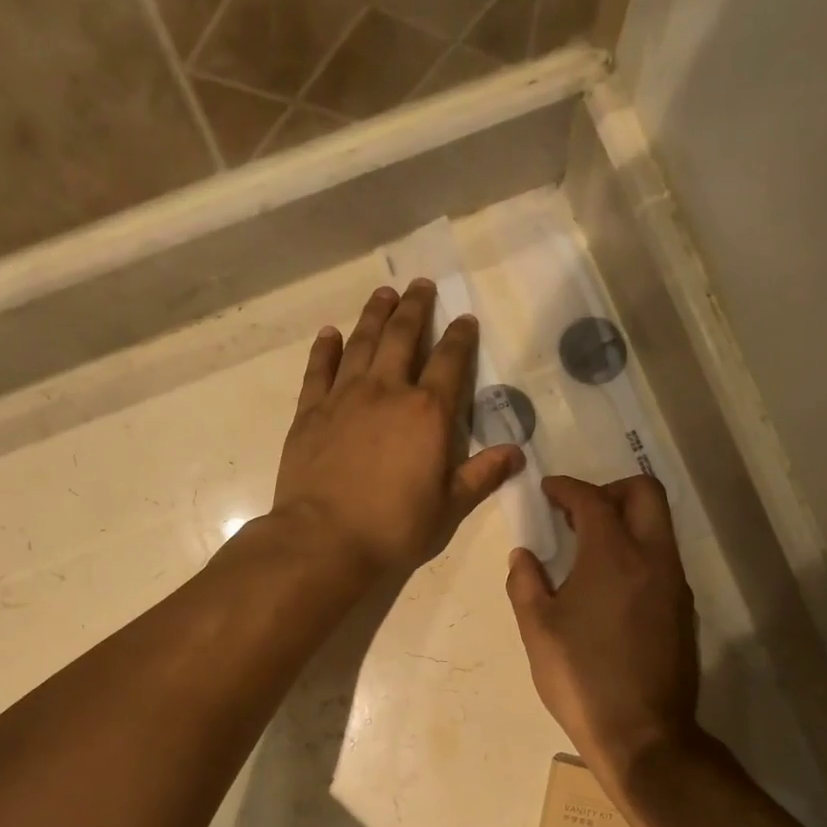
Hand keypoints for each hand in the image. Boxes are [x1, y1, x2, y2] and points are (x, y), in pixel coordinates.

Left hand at [272, 281, 522, 578]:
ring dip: (375, 315)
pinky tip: (330, 333)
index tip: (464, 319)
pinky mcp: (309, 412)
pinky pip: (319, 369)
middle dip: (415, 308)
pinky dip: (326, 348)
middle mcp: (387, 391)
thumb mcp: (449, 507)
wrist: (325, 541)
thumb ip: (481, 475)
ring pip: (362, 342)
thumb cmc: (394, 528)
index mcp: (428, 413)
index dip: (460, 337)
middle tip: (420, 285)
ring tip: (383, 294)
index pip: (451, 362)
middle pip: (403, 337)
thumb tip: (517, 453)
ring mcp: (344, 397)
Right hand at [506, 475, 701, 791]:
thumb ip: (525, 583)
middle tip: (578, 512)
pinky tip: (611, 585)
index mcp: (613, 556)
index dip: (567, 488)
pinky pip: (663, 559)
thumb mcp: (537, 630)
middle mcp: (653, 559)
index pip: (592, 499)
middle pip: (644, 493)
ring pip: (659, 526)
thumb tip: (523, 556)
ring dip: (627, 521)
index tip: (548, 491)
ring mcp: (675, 584)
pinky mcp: (683, 610)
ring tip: (590, 547)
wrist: (643, 734)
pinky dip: (638, 551)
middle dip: (610, 490)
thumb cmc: (581, 678)